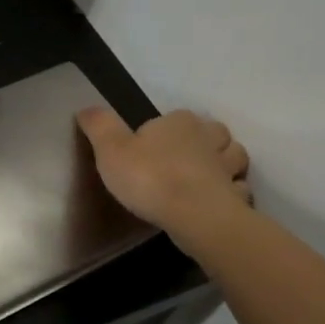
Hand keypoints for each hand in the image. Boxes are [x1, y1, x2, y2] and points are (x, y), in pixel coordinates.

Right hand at [76, 107, 251, 251]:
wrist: (194, 215)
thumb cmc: (149, 177)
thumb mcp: (110, 149)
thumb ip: (99, 126)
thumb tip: (86, 108)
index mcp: (179, 123)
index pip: (175, 118)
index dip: (163, 131)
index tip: (149, 149)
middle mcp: (209, 139)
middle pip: (213, 133)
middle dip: (203, 142)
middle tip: (184, 159)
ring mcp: (228, 168)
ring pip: (234, 157)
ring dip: (224, 164)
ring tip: (206, 177)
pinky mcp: (237, 196)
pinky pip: (238, 189)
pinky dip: (231, 192)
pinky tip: (217, 202)